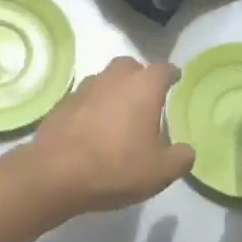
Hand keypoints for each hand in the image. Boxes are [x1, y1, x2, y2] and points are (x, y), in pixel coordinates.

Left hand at [15, 57, 194, 215]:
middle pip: (130, 66)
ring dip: (114, 92)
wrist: (55, 174)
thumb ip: (181, 158)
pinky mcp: (61, 105)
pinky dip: (92, 108)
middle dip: (139, 77)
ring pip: (104, 80)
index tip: (175, 81)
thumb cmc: (116, 167)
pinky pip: (84, 99)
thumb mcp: (161, 172)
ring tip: (119, 116)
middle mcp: (113, 79)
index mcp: (143, 87)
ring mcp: (84, 89)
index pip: (163, 69)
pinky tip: (93, 130)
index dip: (171, 75)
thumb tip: (186, 150)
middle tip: (146, 99)